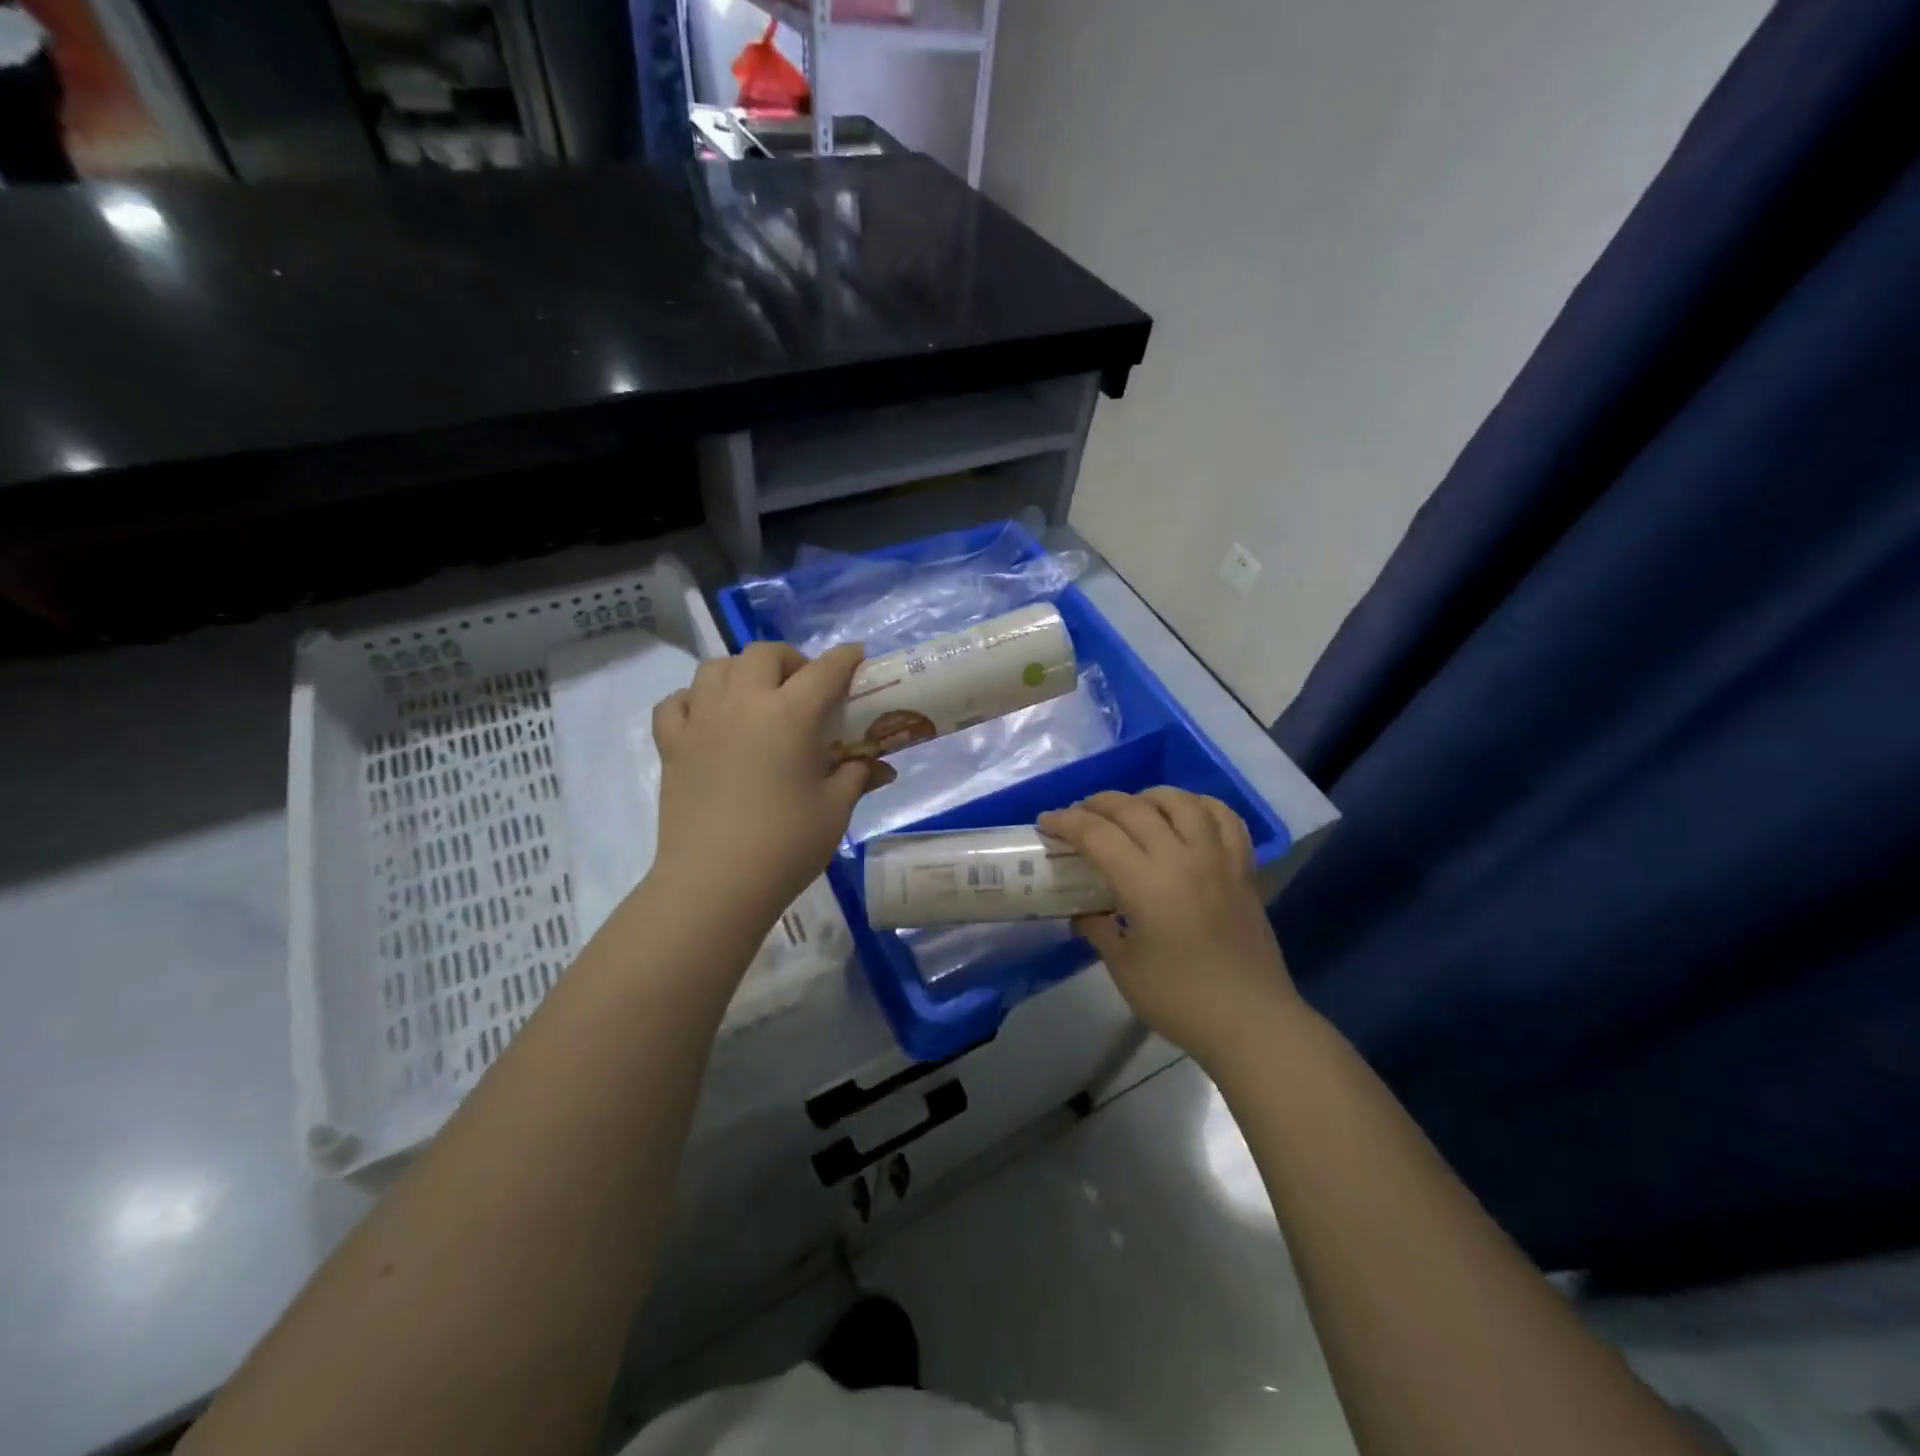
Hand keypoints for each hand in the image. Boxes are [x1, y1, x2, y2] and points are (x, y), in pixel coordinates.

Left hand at [651, 642, 891, 927]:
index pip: (824, 670)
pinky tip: (709, 719)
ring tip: (756, 698)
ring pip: (716, 667)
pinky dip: (694, 700)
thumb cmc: (786, 844)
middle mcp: (743, 703)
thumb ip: (857, 776)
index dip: (845, 658)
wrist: (715, 883)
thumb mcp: (835, 810)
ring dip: (742, 672)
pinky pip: (676, 702)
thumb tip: (881, 767)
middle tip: (804, 688)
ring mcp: (701, 720)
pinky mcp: (672, 745)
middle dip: (790, 660)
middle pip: (763, 654)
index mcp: (791, 714)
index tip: (857, 659)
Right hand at [1038, 788, 1298, 1065]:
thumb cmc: (1180, 999)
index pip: (1097, 834)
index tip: (1046, 821)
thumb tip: (1083, 913)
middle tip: (1079, 813)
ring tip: (1132, 808)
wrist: (1251, 1021)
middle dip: (1098, 803)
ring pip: (1181, 802)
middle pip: (1134, 808)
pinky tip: (1186, 814)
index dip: (1066, 822)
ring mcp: (1217, 858)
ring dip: (1148, 796)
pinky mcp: (1243, 868)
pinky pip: (1225, 818)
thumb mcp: (1124, 968)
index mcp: (1146, 882)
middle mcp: (1181, 857)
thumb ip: (1098, 930)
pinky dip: (1200, 805)